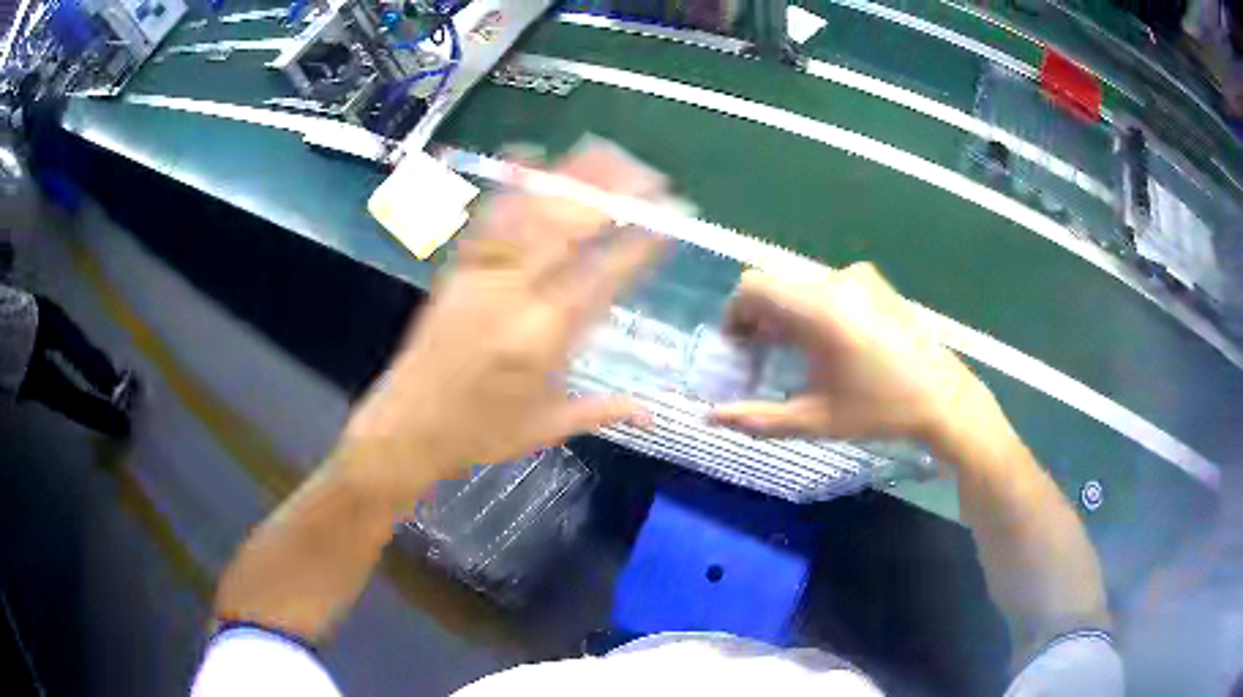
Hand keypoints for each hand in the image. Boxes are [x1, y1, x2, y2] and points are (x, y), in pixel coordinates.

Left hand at [336, 147, 666, 508]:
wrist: (406, 429)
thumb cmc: (479, 435)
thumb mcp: (547, 428)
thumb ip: (603, 411)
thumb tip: (653, 410)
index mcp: (544, 338)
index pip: (604, 275)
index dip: (642, 242)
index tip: (672, 218)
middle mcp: (514, 295)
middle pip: (568, 227)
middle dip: (614, 194)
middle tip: (650, 175)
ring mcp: (481, 275)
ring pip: (530, 212)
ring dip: (570, 177)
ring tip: (605, 153)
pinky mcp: (456, 269)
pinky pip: (485, 217)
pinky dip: (509, 182)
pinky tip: (529, 154)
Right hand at [709, 263, 990, 448]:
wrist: (943, 398)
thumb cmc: (879, 411)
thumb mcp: (816, 420)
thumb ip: (758, 418)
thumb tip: (710, 419)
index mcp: (818, 310)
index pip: (752, 287)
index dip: (735, 315)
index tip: (740, 349)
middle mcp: (835, 281)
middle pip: (776, 286)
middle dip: (760, 319)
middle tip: (764, 358)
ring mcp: (859, 277)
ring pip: (801, 287)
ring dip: (788, 315)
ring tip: (799, 355)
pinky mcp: (875, 282)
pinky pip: (827, 287)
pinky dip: (814, 309)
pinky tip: (831, 344)